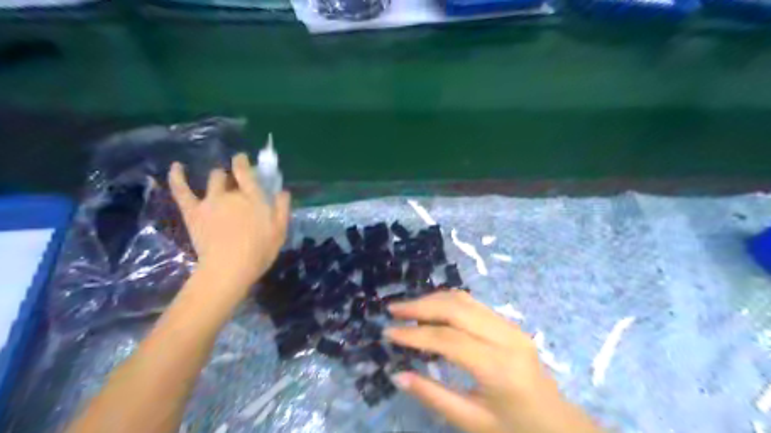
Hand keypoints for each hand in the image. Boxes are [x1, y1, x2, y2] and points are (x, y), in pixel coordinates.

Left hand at [167, 152, 290, 297]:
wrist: (229, 268)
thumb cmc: (259, 250)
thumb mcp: (280, 230)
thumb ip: (282, 208)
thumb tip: (282, 191)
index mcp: (252, 197)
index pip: (246, 172)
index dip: (243, 162)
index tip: (243, 159)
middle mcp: (231, 194)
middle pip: (230, 176)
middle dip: (234, 176)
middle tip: (239, 184)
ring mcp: (210, 201)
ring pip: (213, 179)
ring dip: (218, 177)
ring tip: (220, 181)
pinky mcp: (193, 212)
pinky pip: (182, 190)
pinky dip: (177, 177)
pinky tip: (177, 166)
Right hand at [385, 289, 601, 432]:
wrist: (559, 425)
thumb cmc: (515, 429)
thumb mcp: (472, 422)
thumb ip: (433, 396)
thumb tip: (397, 374)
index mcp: (497, 366)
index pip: (447, 338)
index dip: (414, 334)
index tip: (388, 332)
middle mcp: (505, 337)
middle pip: (456, 308)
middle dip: (420, 306)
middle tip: (393, 310)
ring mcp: (510, 326)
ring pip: (464, 300)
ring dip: (433, 300)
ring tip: (407, 309)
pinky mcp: (510, 323)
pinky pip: (473, 305)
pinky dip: (448, 303)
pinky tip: (432, 311)